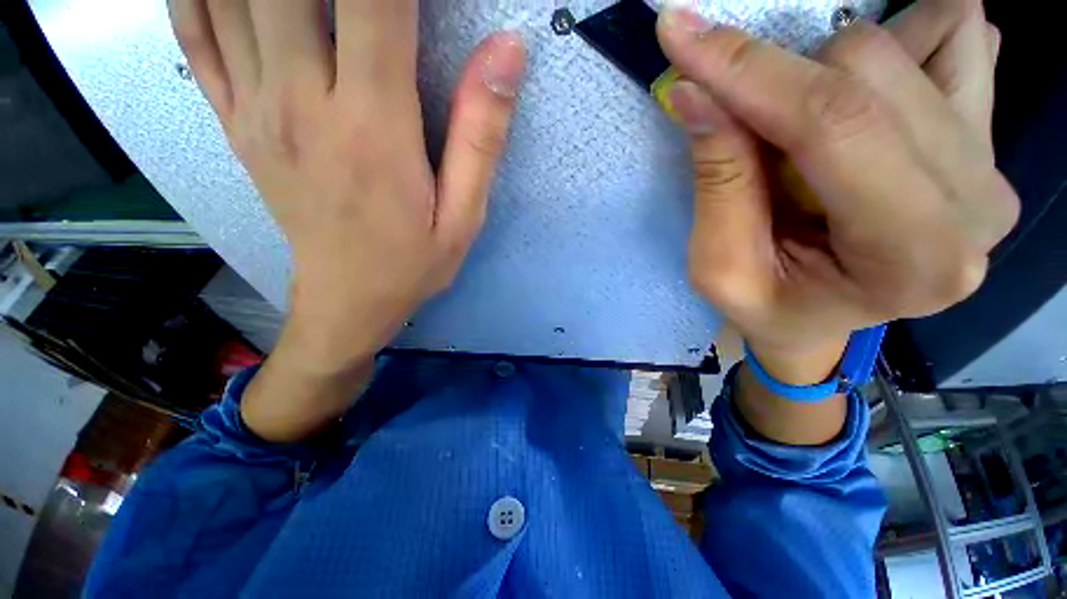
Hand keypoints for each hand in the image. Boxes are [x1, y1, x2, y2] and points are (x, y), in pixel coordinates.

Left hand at [169, 0, 525, 440]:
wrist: (347, 300)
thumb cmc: (413, 263)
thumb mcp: (465, 216)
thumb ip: (482, 136)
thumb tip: (507, 54)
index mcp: (374, 128)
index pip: (377, 1)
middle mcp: (304, 100)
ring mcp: (258, 107)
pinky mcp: (235, 121)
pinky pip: (195, 32)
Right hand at [657, 0, 1017, 384]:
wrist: (819, 319)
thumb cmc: (767, 306)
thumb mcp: (720, 269)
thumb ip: (717, 182)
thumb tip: (694, 91)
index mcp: (910, 257)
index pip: (832, 125)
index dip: (747, 70)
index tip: (679, 32)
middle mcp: (973, 203)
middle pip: (868, 71)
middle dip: (774, 83)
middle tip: (732, 127)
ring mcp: (989, 163)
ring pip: (903, 46)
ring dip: (822, 73)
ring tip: (793, 136)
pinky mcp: (984, 135)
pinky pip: (961, 38)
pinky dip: (904, 39)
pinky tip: (865, 91)